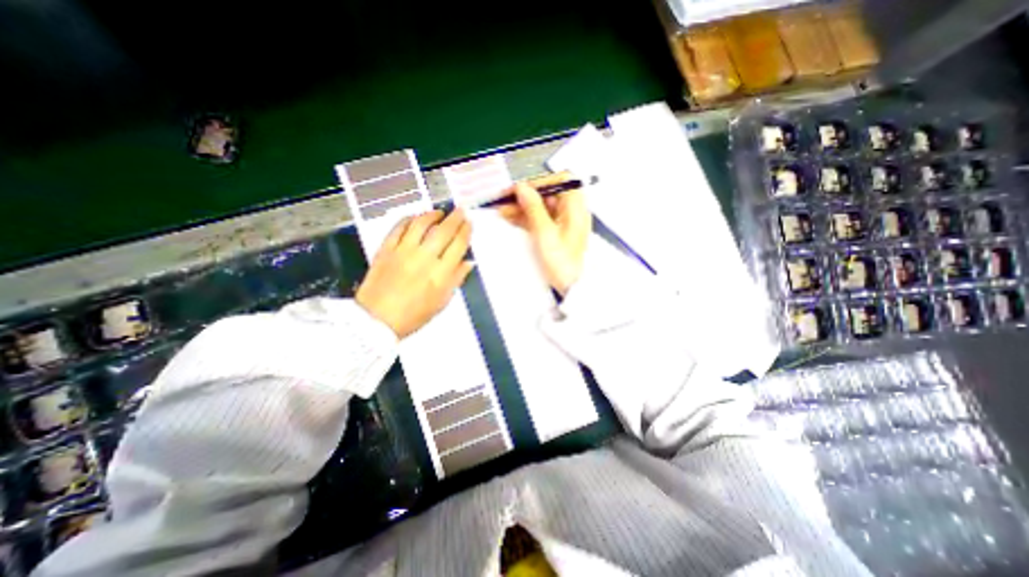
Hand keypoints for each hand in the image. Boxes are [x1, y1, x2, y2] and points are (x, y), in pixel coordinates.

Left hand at [358, 211, 476, 337]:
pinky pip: (399, 228)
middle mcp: (424, 258)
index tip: (469, 224)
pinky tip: (415, 218)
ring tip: (439, 213)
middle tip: (460, 211)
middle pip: (443, 231)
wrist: (377, 319)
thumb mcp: (442, 302)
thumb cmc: (414, 315)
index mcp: (441, 274)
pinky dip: (409, 220)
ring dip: (432, 215)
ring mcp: (403, 251)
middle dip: (455, 218)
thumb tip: (468, 262)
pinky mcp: (386, 249)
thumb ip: (456, 279)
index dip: (466, 231)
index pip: (458, 245)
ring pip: (421, 224)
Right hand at [496, 174, 591, 293]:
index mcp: (576, 208)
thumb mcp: (545, 234)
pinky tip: (509, 218)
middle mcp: (571, 212)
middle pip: (548, 195)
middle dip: (526, 196)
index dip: (540, 182)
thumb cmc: (561, 261)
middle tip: (504, 199)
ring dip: (522, 208)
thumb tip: (522, 187)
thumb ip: (533, 208)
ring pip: (541, 208)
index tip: (521, 187)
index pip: (561, 181)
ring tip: (501, 210)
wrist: (570, 288)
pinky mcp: (555, 233)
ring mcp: (562, 223)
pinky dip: (525, 219)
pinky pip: (539, 220)